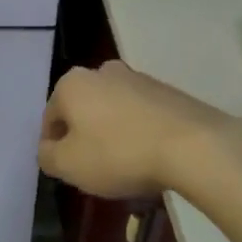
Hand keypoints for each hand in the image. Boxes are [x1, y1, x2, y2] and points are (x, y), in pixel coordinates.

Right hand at [38, 61, 241, 197]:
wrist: (193, 146)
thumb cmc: (119, 154)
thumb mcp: (69, 166)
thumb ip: (47, 156)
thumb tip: (48, 149)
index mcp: (72, 84)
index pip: (50, 118)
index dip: (54, 147)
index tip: (68, 170)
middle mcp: (102, 72)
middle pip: (82, 110)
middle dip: (84, 136)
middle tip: (94, 168)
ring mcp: (138, 78)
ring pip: (112, 111)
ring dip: (112, 134)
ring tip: (125, 166)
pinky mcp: (168, 91)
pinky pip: (141, 115)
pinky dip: (138, 132)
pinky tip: (149, 157)